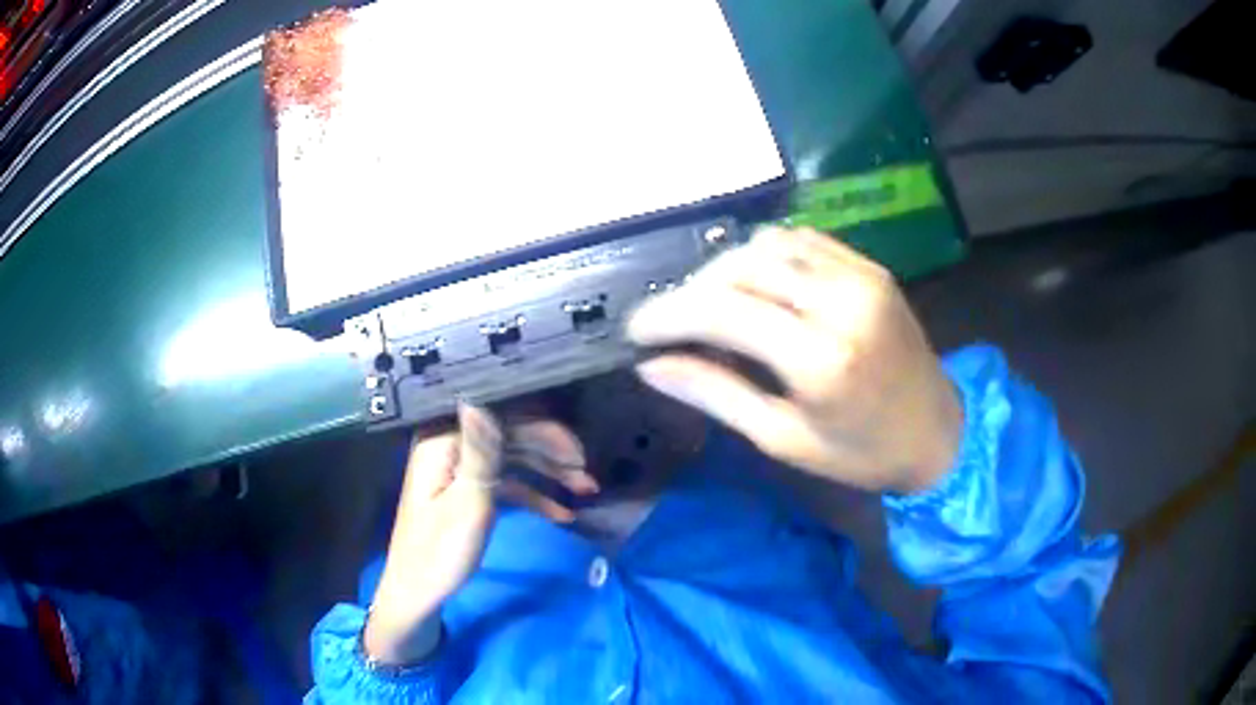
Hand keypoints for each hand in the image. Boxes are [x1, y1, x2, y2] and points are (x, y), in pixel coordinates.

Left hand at [363, 405, 595, 663]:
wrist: (418, 592)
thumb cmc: (441, 551)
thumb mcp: (468, 504)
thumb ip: (481, 452)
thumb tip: (480, 395)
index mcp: (443, 441)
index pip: (503, 420)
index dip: (544, 432)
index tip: (579, 455)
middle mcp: (451, 445)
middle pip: (511, 436)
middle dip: (552, 454)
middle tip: (588, 476)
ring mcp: (459, 468)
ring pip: (513, 458)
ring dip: (549, 473)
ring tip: (587, 489)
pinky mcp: (466, 489)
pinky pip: (505, 482)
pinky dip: (533, 495)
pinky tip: (563, 513)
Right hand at [627, 227, 962, 493]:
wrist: (937, 431)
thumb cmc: (861, 453)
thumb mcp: (783, 439)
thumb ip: (716, 395)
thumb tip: (652, 367)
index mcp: (821, 360)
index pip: (723, 312)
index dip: (669, 314)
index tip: (636, 330)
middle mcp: (841, 302)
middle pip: (741, 267)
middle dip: (692, 290)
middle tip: (671, 322)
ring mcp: (860, 276)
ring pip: (768, 244)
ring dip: (726, 268)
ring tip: (709, 303)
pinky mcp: (870, 267)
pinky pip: (802, 240)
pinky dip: (765, 255)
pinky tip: (754, 284)